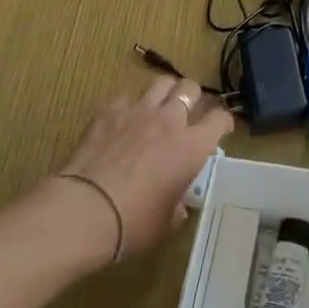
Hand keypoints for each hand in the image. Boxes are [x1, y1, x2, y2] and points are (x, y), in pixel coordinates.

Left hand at [51, 76, 233, 261]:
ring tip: (157, 108)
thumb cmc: (133, 223)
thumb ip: (176, 207)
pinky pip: (125, 98)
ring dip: (163, 94)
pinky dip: (127, 108)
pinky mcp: (109, 110)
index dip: (223, 121)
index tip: (220, 129)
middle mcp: (170, 120)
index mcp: (191, 146)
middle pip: (190, 88)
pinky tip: (120, 122)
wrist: (86, 210)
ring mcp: (138, 111)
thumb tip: (177, 206)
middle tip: (186, 113)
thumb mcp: (165, 224)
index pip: (219, 118)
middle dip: (192, 97)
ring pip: (160, 83)